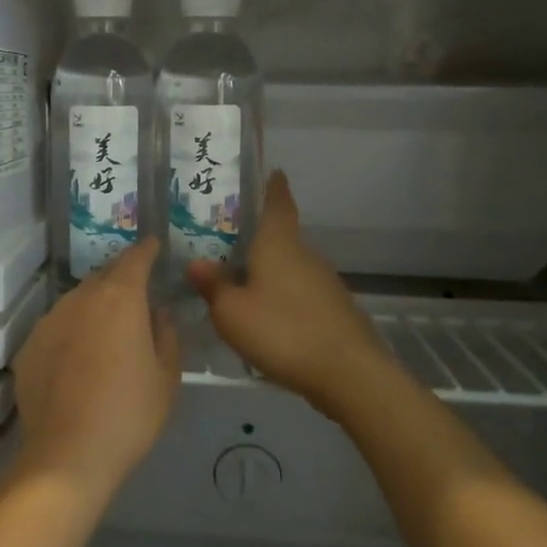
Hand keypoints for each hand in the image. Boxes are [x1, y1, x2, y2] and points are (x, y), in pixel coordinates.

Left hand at [10, 239, 179, 503]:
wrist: (68, 455)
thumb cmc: (129, 414)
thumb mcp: (165, 377)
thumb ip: (166, 336)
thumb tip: (158, 313)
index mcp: (120, 299)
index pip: (134, 259)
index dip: (145, 250)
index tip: (153, 244)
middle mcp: (80, 298)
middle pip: (103, 276)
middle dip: (121, 276)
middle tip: (136, 288)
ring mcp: (49, 321)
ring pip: (77, 300)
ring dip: (94, 304)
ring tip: (108, 326)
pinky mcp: (29, 346)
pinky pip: (57, 327)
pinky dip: (72, 331)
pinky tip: (78, 357)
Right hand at [187, 171, 393, 411]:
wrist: (349, 374)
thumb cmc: (282, 331)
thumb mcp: (232, 312)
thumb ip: (213, 286)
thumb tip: (196, 263)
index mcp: (278, 245)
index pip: (278, 204)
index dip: (274, 187)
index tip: (274, 172)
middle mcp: (305, 256)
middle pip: (281, 238)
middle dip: (258, 238)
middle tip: (228, 242)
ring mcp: (325, 284)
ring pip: (290, 268)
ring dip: (269, 271)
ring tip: (241, 283)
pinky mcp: (335, 311)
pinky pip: (301, 294)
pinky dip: (283, 297)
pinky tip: (268, 318)